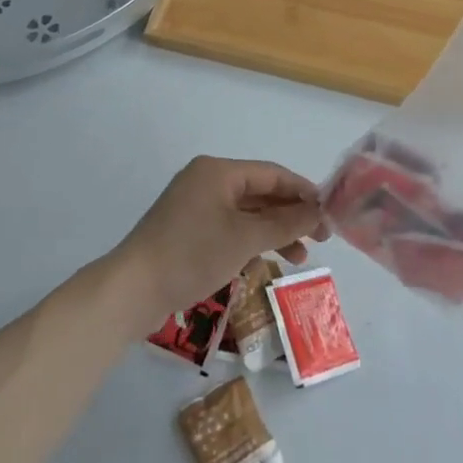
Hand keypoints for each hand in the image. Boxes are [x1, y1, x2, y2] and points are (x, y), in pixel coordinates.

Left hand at [112, 157, 327, 330]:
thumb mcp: (245, 238)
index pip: (271, 174)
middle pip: (259, 193)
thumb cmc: (192, 254)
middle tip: (320, 238)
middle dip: (290, 215)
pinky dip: (250, 242)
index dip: (303, 191)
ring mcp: (194, 207)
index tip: (329, 212)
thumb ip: (285, 223)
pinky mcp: (187, 231)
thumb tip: (318, 209)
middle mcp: (206, 182)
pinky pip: (229, 228)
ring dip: (273, 232)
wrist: (132, 290)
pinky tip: (265, 261)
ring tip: (299, 258)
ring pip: (245, 214)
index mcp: (217, 171)